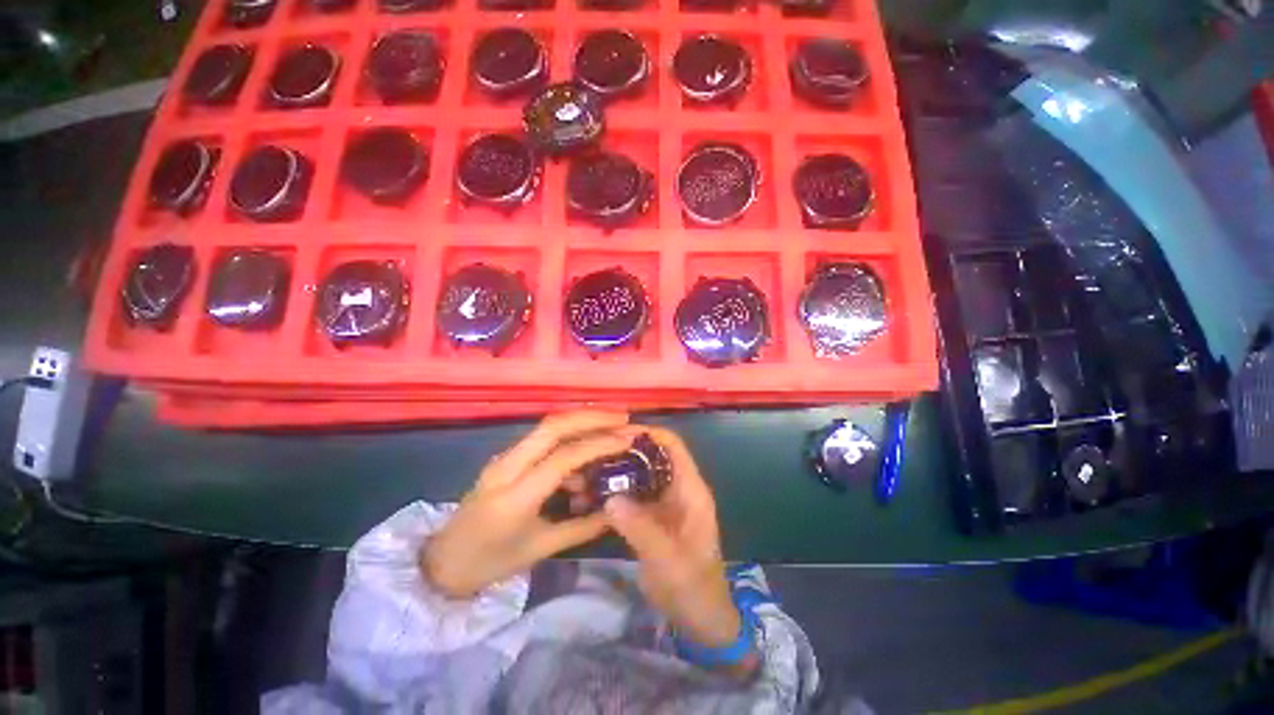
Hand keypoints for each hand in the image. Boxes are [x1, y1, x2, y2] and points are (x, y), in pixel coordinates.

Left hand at [422, 411, 629, 598]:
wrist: (442, 561)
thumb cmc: (490, 562)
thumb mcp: (540, 549)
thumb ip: (583, 527)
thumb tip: (618, 511)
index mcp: (515, 496)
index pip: (563, 457)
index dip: (599, 444)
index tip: (628, 439)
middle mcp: (507, 466)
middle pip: (553, 425)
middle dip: (592, 416)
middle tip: (623, 418)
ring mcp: (504, 457)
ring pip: (547, 426)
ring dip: (582, 421)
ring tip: (611, 429)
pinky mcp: (507, 457)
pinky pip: (543, 439)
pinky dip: (570, 437)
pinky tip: (585, 455)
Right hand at [603, 427, 744, 656]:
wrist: (700, 619)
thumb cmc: (693, 586)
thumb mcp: (668, 559)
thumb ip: (641, 527)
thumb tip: (610, 498)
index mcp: (690, 489)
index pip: (672, 446)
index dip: (648, 433)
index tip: (617, 433)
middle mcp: (677, 489)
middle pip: (651, 456)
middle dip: (624, 451)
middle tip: (592, 451)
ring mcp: (663, 503)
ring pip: (639, 475)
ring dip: (615, 472)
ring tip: (585, 471)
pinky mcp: (651, 518)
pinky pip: (631, 497)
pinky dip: (613, 493)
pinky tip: (590, 496)